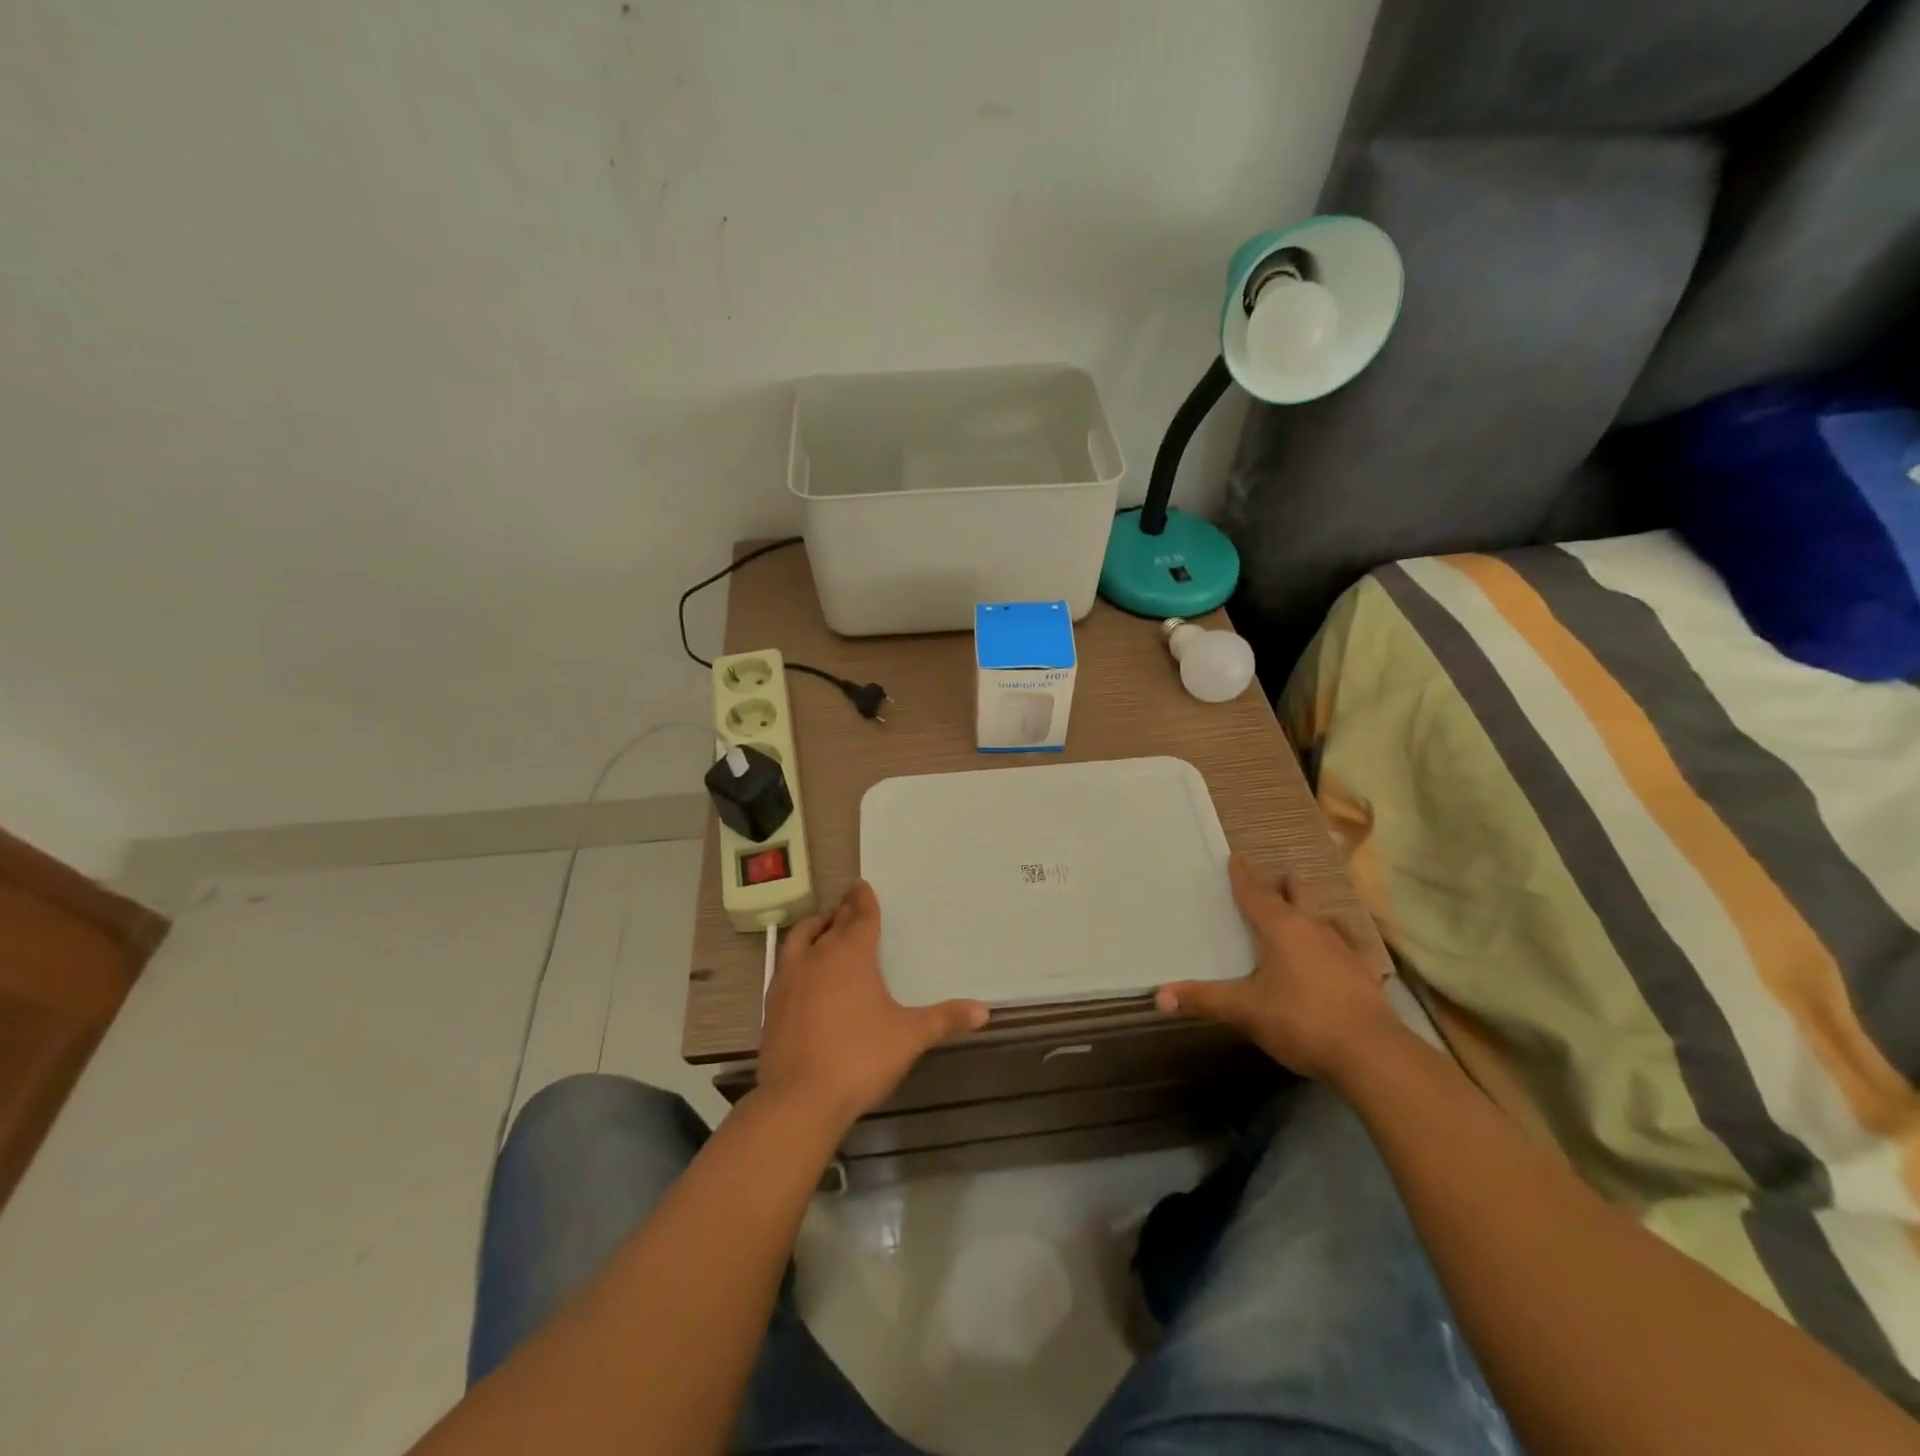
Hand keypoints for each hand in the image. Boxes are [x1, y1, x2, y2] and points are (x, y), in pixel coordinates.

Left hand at [755, 880, 988, 1132]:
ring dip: (815, 926)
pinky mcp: (772, 1003)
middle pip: (833, 923)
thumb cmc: (860, 1057)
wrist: (799, 1098)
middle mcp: (819, 956)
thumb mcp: (910, 1037)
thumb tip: (984, 1011)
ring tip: (823, 924)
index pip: (861, 917)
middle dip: (843, 909)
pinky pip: (786, 964)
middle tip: (849, 900)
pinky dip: (797, 954)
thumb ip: (945, 1020)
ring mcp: (790, 978)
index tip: (862, 885)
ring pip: (802, 938)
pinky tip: (802, 968)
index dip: (864, 901)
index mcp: (852, 954)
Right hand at [1156, 855, 1402, 1080]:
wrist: (1371, 1053)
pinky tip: (1346, 953)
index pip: (1255, 894)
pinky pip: (1351, 949)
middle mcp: (1313, 930)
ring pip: (1326, 920)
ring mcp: (1344, 951)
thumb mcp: (1244, 1010)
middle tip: (1282, 877)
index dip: (1242, 877)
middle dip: (1287, 887)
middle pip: (1298, 898)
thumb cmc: (1299, 1019)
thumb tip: (1158, 995)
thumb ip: (1203, 1000)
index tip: (1235, 858)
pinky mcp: (1365, 975)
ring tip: (1310, 911)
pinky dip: (1342, 945)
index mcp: (1281, 928)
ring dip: (1315, 913)